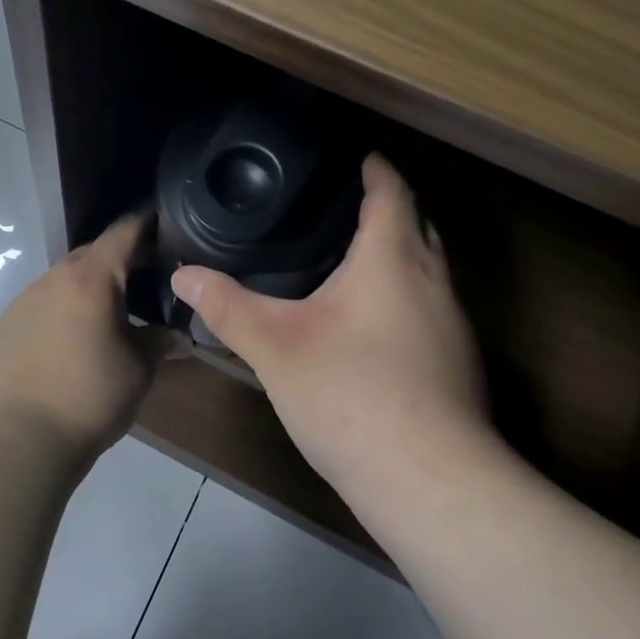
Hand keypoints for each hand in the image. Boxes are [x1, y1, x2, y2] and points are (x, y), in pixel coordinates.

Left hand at [0, 213, 176, 459]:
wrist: (23, 436)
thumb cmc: (92, 395)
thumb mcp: (139, 368)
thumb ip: (161, 342)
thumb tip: (182, 338)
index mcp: (92, 278)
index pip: (124, 232)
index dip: (146, 222)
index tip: (164, 221)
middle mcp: (55, 277)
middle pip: (93, 253)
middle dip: (118, 258)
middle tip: (144, 275)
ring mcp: (26, 298)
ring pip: (65, 277)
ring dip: (88, 285)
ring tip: (107, 311)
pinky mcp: (7, 322)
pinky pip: (43, 301)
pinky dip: (63, 307)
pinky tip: (71, 337)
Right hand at [169, 155, 498, 502]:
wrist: (430, 482)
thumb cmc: (352, 395)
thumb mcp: (276, 347)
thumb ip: (228, 307)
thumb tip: (183, 275)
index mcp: (394, 259)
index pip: (392, 191)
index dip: (374, 167)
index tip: (351, 155)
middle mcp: (433, 281)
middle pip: (418, 224)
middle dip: (386, 207)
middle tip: (336, 204)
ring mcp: (453, 325)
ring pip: (427, 268)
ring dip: (397, 253)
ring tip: (347, 256)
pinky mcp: (456, 363)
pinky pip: (428, 306)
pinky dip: (402, 294)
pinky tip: (368, 322)